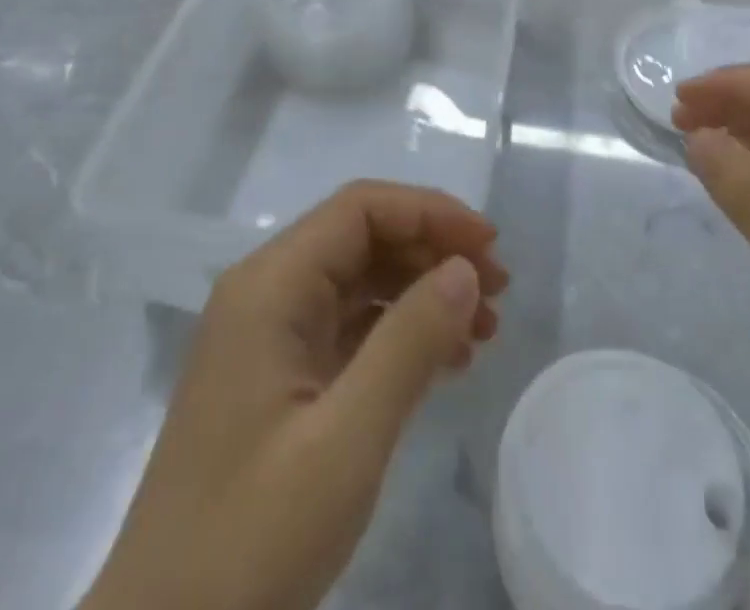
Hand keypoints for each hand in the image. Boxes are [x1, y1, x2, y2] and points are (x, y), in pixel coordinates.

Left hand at [82, 182, 508, 609]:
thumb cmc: (251, 540)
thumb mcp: (346, 441)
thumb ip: (410, 342)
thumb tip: (466, 268)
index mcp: (270, 285)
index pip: (360, 209)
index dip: (429, 212)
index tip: (490, 246)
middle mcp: (266, 293)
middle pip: (361, 238)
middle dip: (432, 250)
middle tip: (497, 290)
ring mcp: (268, 337)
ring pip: (359, 281)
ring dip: (422, 291)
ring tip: (483, 329)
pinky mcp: (277, 379)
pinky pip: (348, 328)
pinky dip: (399, 332)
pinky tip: (443, 361)